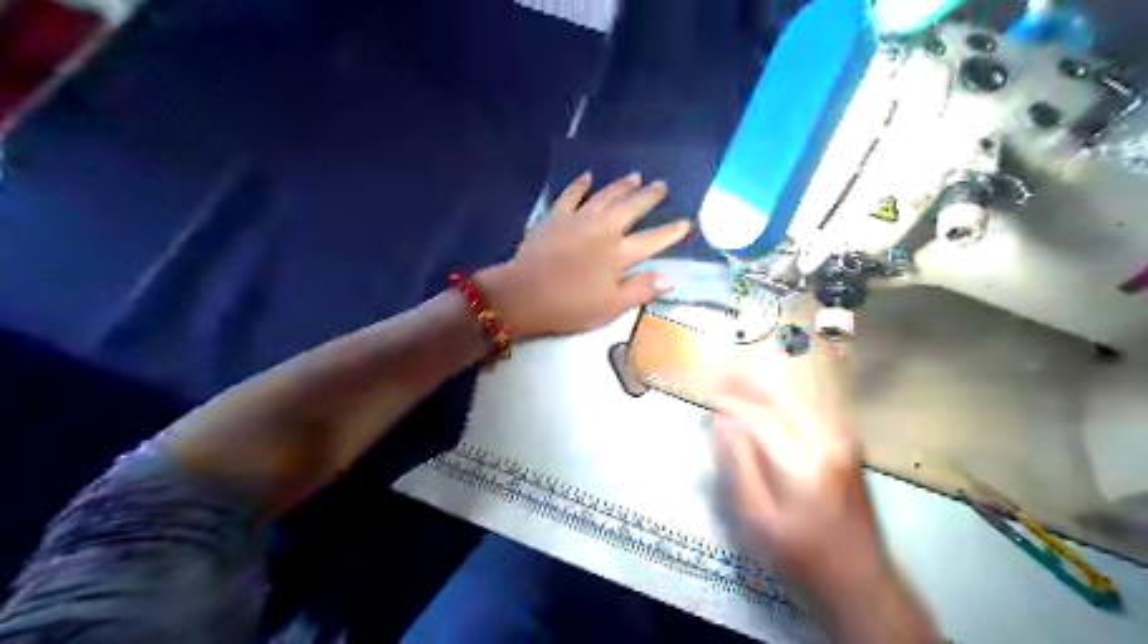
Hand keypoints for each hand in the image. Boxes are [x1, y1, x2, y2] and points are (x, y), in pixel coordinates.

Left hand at [477, 172, 688, 342]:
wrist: (524, 294)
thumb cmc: (570, 306)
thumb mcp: (611, 307)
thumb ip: (641, 290)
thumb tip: (671, 277)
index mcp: (620, 254)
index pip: (653, 240)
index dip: (671, 232)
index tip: (686, 221)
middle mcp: (604, 229)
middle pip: (632, 208)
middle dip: (649, 196)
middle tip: (662, 185)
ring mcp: (578, 219)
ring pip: (605, 195)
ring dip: (621, 185)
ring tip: (635, 176)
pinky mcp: (555, 216)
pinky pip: (570, 195)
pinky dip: (580, 184)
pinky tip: (587, 176)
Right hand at [711, 344, 885, 596]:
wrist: (863, 583)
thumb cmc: (803, 558)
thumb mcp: (758, 522)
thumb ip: (738, 466)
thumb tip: (721, 421)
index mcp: (803, 459)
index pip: (756, 414)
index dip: (726, 399)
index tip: (703, 392)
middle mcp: (827, 438)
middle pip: (779, 395)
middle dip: (745, 378)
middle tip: (715, 368)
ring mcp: (842, 439)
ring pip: (795, 396)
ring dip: (762, 383)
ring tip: (732, 372)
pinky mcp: (846, 444)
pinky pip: (807, 407)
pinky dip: (781, 396)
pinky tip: (764, 393)